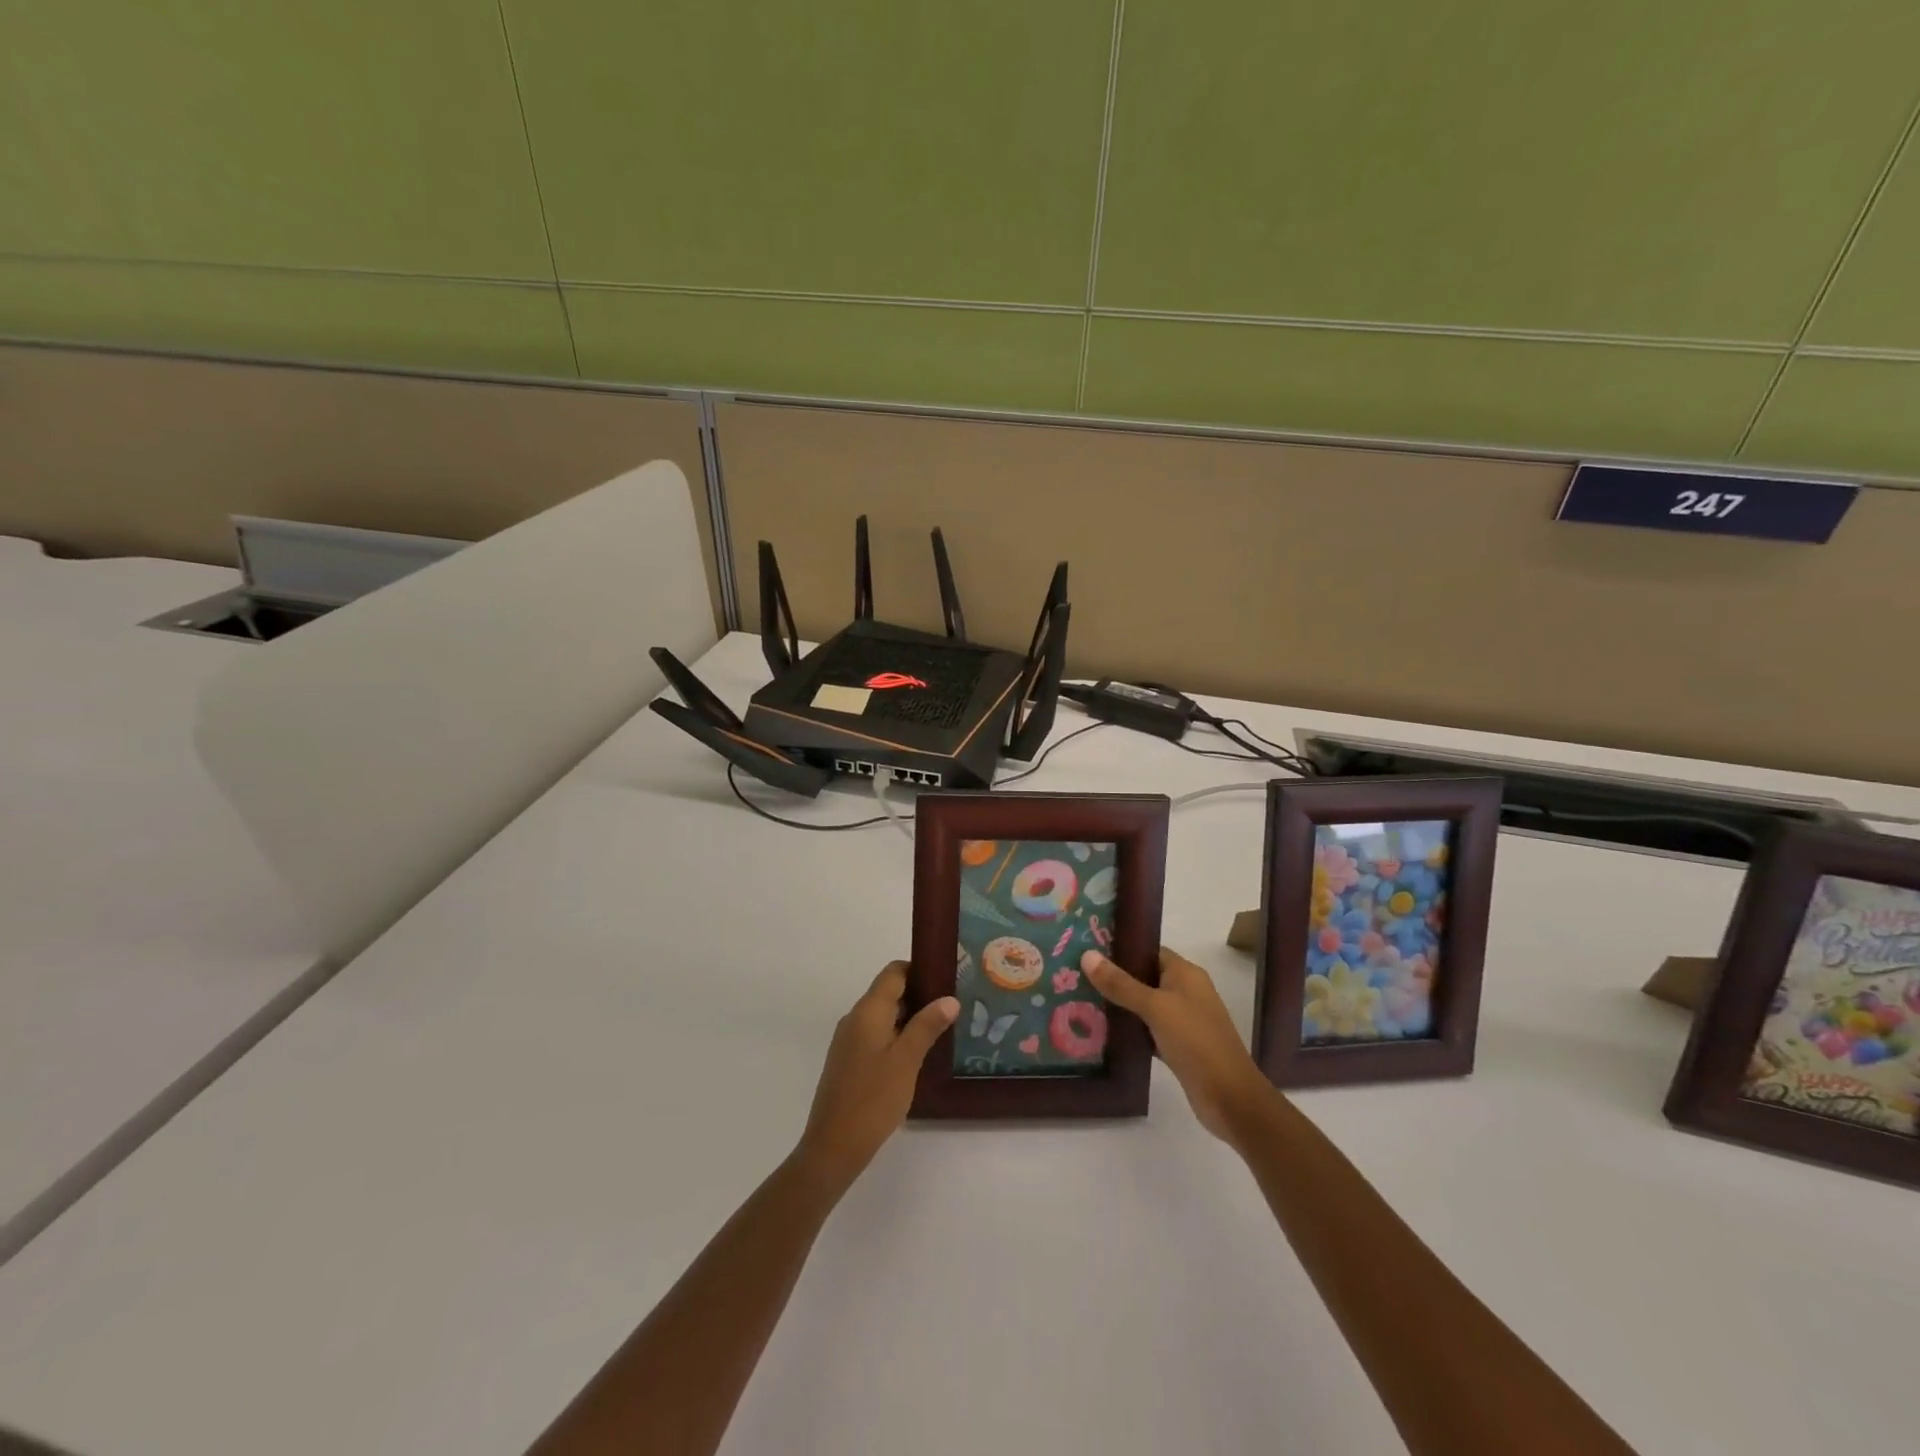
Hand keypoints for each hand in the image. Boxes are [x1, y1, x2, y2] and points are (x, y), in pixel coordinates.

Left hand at [795, 963, 957, 1191]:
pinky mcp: (848, 1061)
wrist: (833, 1146)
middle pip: (888, 992)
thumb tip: (949, 998)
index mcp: (868, 1011)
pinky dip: (896, 1035)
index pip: (894, 972)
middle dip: (919, 994)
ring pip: (883, 1015)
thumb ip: (927, 1026)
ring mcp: (848, 1040)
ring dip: (909, 1017)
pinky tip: (917, 1054)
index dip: (919, 969)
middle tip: (952, 1006)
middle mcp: (855, 1018)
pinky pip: (875, 1035)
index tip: (946, 977)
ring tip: (941, 1028)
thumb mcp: (907, 1060)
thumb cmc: (873, 1098)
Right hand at [1082, 947, 1272, 1144]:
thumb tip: (1086, 954)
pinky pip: (1147, 1030)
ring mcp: (1183, 1020)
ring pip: (1144, 1005)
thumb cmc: (1195, 1041)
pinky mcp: (1178, 1046)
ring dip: (1119, 1005)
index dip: (1120, 949)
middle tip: (1076, 976)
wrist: (1230, 1098)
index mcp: (1185, 973)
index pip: (1148, 950)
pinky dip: (1129, 1030)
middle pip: (1144, 977)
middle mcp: (1185, 992)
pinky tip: (1102, 1032)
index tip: (1087, 950)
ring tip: (1081, 1001)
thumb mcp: (1155, 1007)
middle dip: (1114, 978)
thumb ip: (1120, 984)